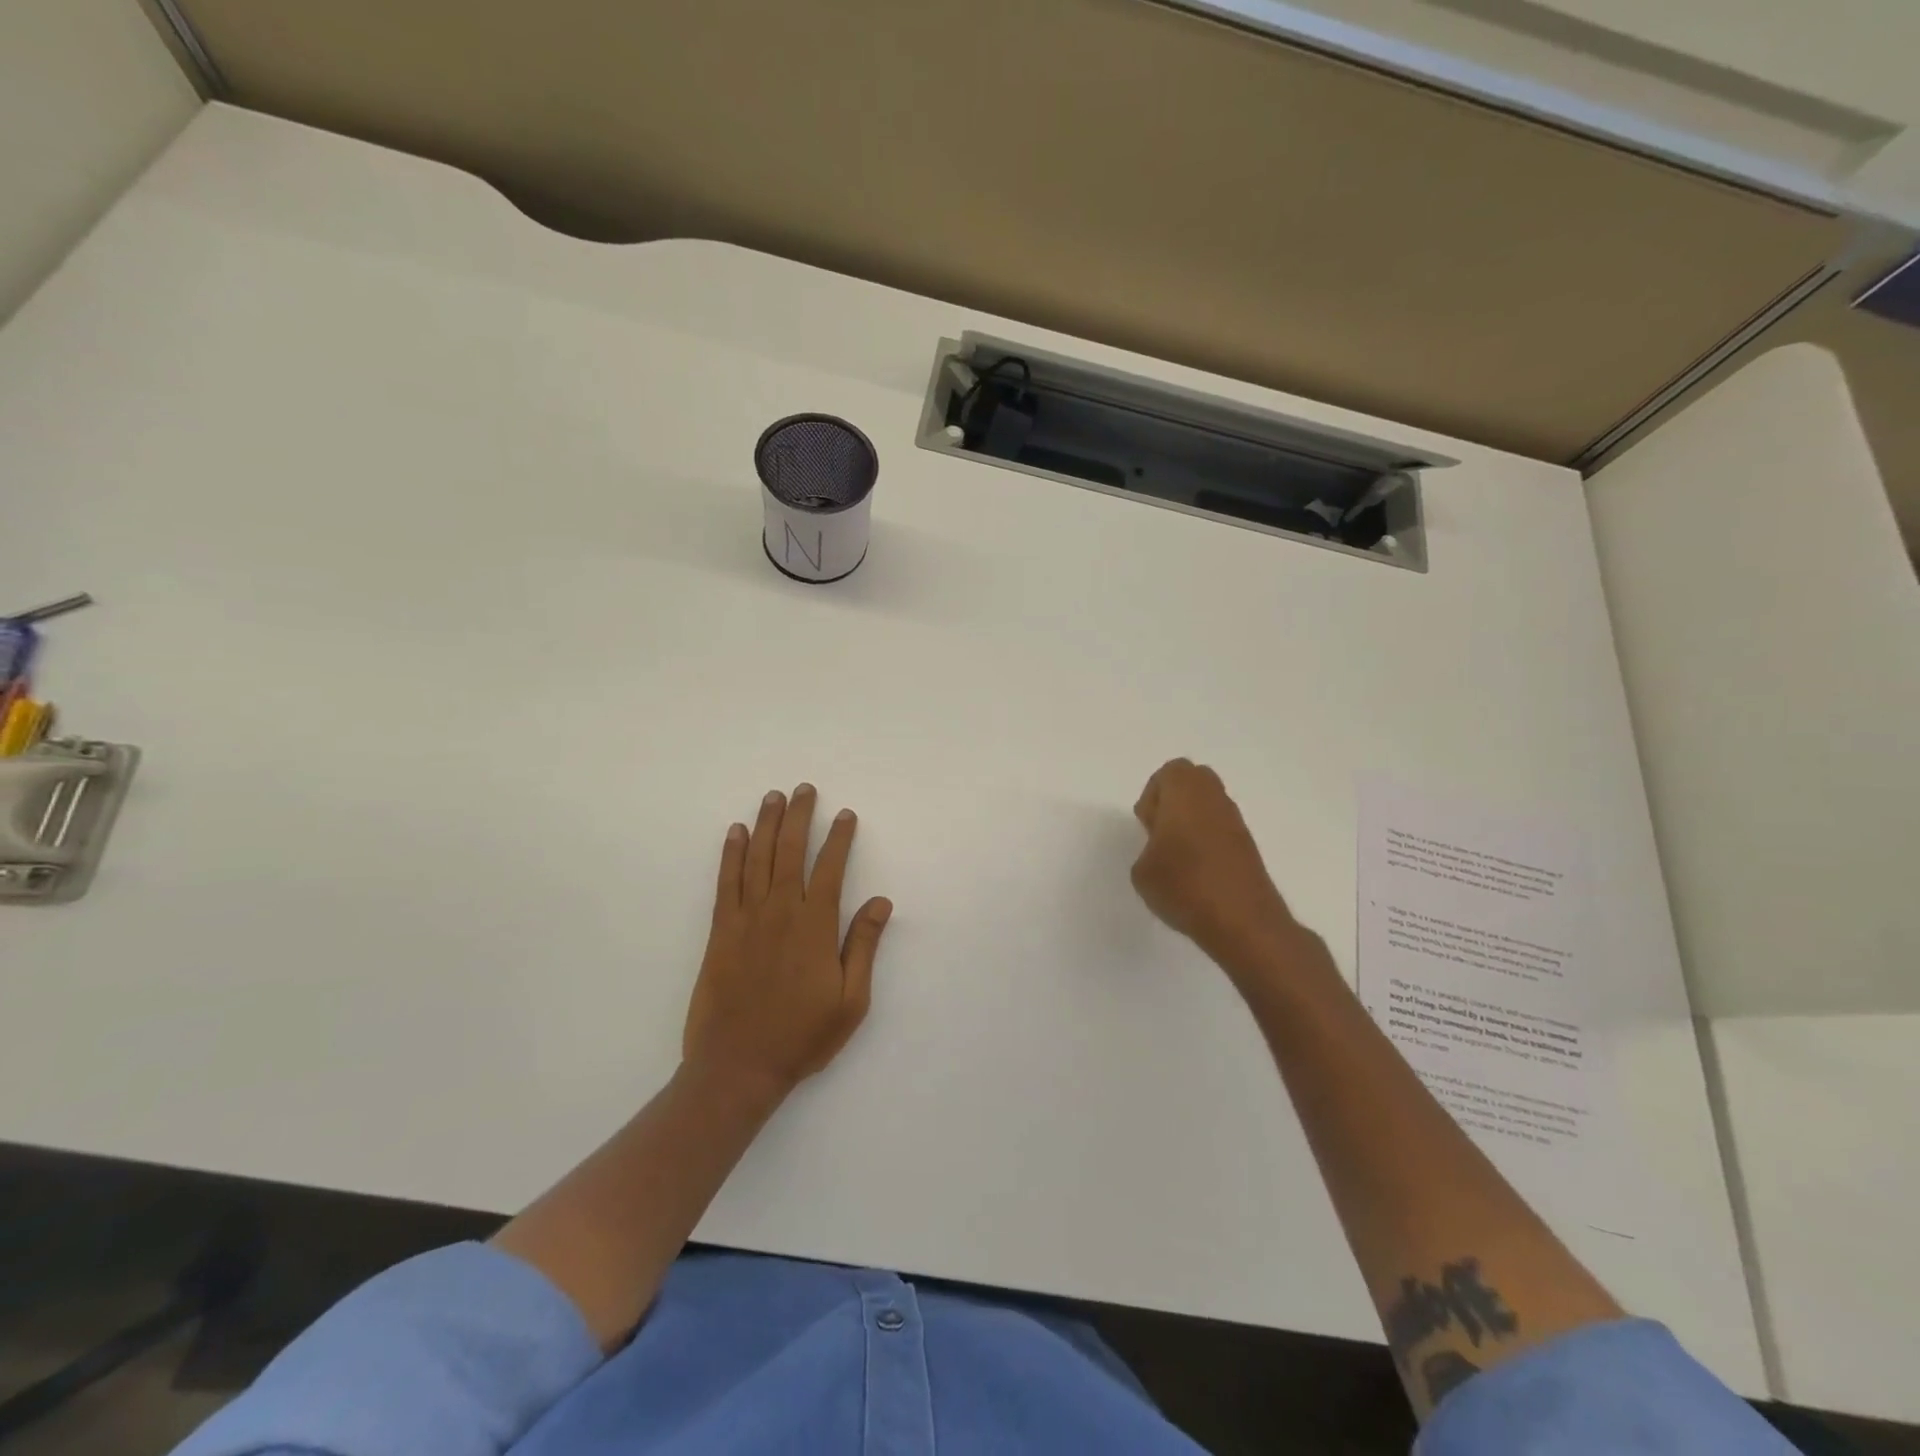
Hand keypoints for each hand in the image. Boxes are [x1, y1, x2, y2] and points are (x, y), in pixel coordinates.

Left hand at [682, 784, 892, 1102]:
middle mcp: (781, 912)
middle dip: (799, 817)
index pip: (830, 869)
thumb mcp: (851, 1000)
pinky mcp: (721, 932)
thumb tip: (880, 901)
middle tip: (803, 789)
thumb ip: (863, 946)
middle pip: (790, 852)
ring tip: (773, 798)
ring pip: (758, 859)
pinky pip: (726, 883)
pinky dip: (731, 855)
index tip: (846, 814)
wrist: (738, 1067)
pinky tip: (736, 833)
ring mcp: (747, 919)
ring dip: (766, 825)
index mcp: (816, 927)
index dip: (840, 838)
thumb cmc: (802, 1037)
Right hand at [1131, 758, 1295, 968]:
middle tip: (1160, 834)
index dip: (1153, 796)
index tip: (1148, 826)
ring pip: (1210, 806)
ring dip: (1192, 822)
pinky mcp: (1249, 847)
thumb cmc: (1184, 886)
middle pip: (1193, 782)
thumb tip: (1163, 847)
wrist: (1242, 922)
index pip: (1170, 772)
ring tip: (1177, 859)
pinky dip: (1209, 841)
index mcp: (1185, 793)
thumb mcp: (1142, 870)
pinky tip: (1198, 874)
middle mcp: (1214, 799)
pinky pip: (1222, 830)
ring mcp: (1236, 822)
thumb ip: (1148, 847)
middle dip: (1174, 801)